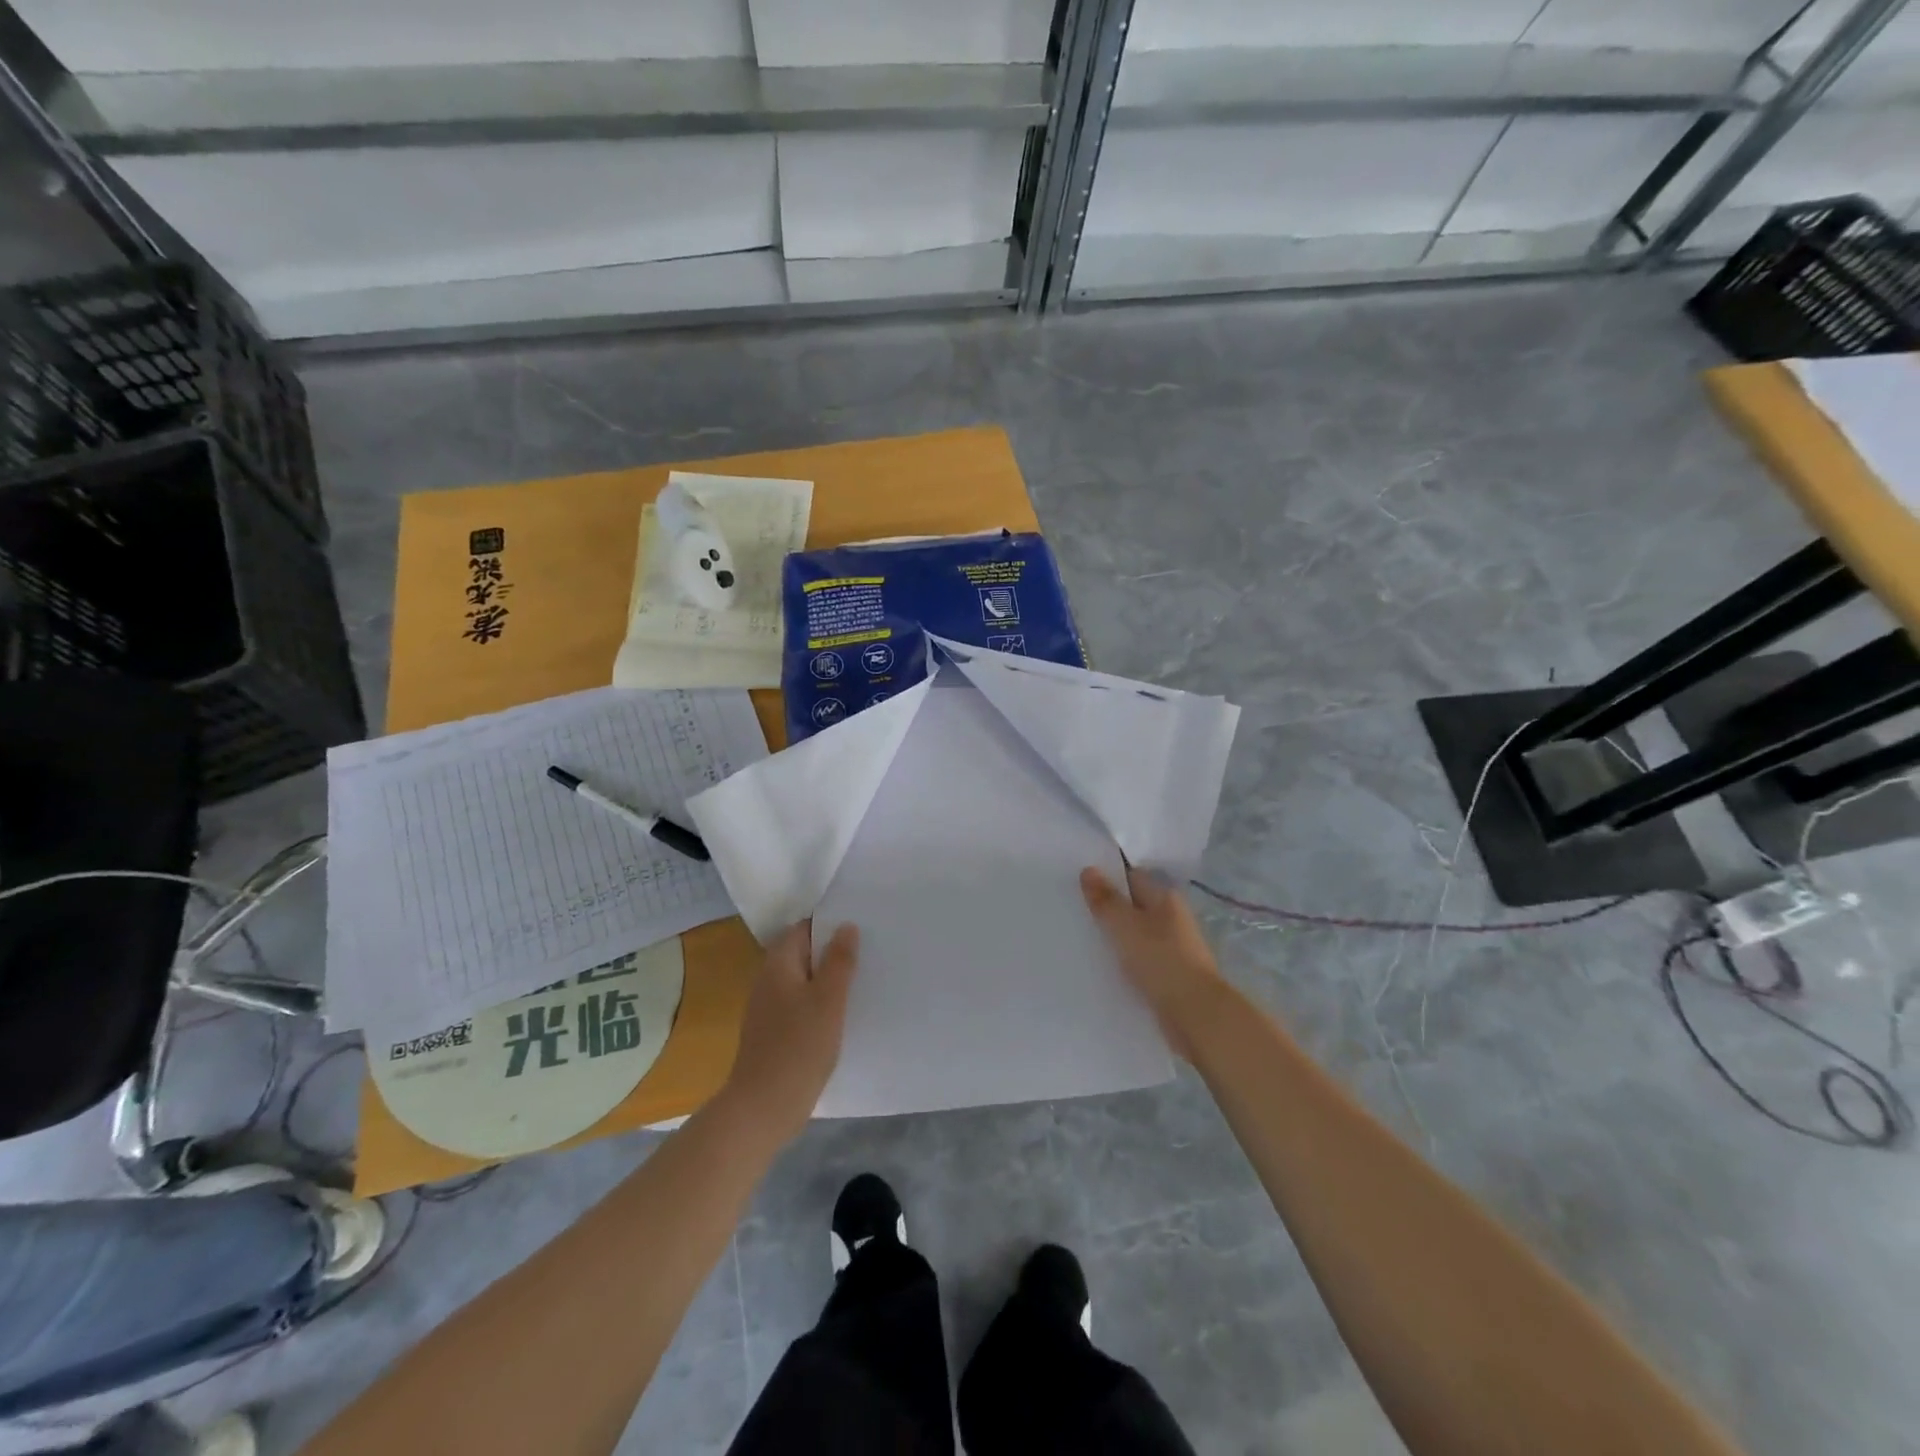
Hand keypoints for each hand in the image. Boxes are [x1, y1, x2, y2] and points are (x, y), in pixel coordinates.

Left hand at [720, 921, 859, 1144]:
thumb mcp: (828, 1000)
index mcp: (778, 965)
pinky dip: (819, 1004)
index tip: (859, 929)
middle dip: (831, 953)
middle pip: (802, 954)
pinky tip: (841, 1017)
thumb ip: (839, 961)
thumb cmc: (799, 1047)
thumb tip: (845, 926)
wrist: (763, 1109)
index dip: (829, 925)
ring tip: (861, 983)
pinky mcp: (772, 1033)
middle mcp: (768, 980)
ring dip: (827, 980)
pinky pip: (799, 1005)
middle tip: (867, 955)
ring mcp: (767, 1009)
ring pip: (802, 981)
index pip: (803, 929)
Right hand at [1081, 867, 1225, 1060]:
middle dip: (1109, 909)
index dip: (1107, 878)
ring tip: (1082, 939)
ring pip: (1137, 934)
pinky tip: (1104, 967)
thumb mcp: (1124, 925)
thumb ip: (1105, 899)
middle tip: (1074, 912)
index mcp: (1165, 898)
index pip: (1132, 877)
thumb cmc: (1160, 960)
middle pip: (1134, 906)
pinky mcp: (1171, 973)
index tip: (1079, 885)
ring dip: (1116, 938)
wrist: (1195, 1014)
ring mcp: (1174, 947)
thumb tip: (1088, 869)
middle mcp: (1172, 917)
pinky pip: (1141, 959)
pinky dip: (1125, 961)